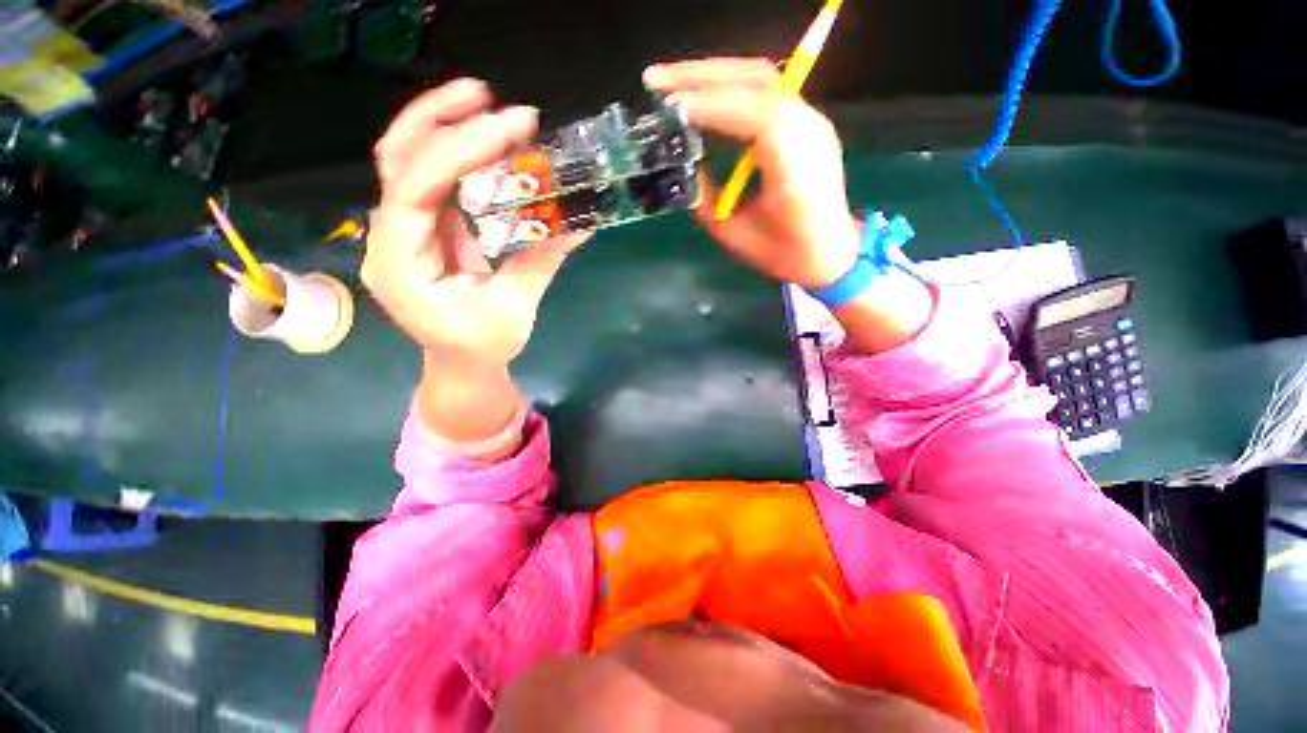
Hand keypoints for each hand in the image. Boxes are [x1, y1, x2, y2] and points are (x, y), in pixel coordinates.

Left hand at [364, 78, 588, 369]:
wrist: (460, 363)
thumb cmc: (482, 346)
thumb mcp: (515, 309)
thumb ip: (541, 262)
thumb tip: (581, 224)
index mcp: (402, 266)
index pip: (415, 190)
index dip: (459, 152)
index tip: (508, 127)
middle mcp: (390, 238)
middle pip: (398, 160)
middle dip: (441, 120)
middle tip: (488, 97)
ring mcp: (404, 230)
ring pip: (408, 161)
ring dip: (444, 126)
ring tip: (487, 105)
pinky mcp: (424, 228)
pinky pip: (433, 180)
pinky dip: (458, 154)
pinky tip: (487, 143)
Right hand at [643, 58, 860, 288]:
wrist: (830, 253)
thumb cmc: (782, 253)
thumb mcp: (733, 233)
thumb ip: (705, 197)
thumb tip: (686, 165)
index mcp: (793, 165)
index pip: (753, 114)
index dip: (709, 105)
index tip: (669, 109)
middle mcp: (808, 131)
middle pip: (756, 80)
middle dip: (702, 76)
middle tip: (656, 80)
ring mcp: (812, 122)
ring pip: (761, 79)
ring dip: (714, 76)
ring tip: (673, 84)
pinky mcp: (806, 123)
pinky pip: (767, 92)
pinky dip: (731, 87)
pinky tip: (707, 95)